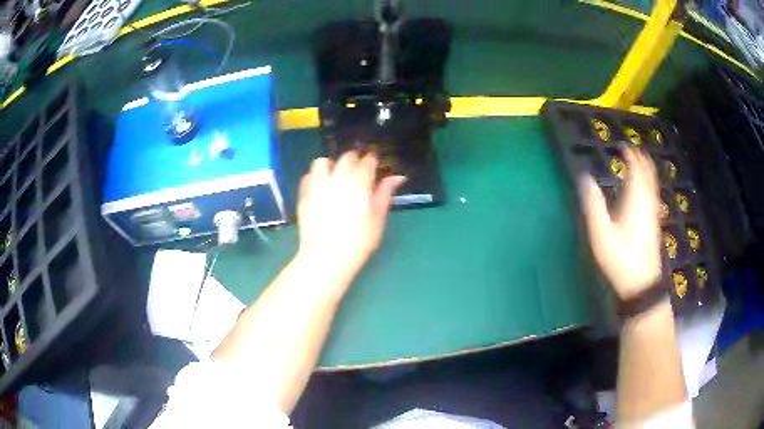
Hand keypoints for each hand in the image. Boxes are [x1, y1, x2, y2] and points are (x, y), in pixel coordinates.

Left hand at [296, 151, 405, 278]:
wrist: (325, 259)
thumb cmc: (357, 242)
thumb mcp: (377, 220)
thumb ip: (384, 195)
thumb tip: (397, 177)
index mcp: (359, 184)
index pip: (367, 161)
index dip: (372, 160)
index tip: (375, 163)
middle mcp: (337, 179)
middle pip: (346, 158)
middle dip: (354, 159)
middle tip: (359, 169)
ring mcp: (317, 186)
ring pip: (322, 162)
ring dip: (331, 164)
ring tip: (336, 175)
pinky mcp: (303, 196)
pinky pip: (308, 177)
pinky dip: (315, 177)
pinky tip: (320, 187)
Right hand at [580, 149, 661, 299]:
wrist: (641, 283)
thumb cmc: (620, 258)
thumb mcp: (601, 233)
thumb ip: (593, 204)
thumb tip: (584, 178)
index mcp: (634, 201)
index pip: (636, 171)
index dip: (631, 157)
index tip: (624, 147)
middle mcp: (646, 203)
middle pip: (647, 176)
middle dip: (642, 161)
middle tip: (634, 151)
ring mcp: (652, 214)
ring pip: (652, 186)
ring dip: (647, 172)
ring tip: (641, 164)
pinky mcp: (654, 224)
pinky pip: (653, 196)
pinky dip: (650, 186)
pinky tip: (647, 191)